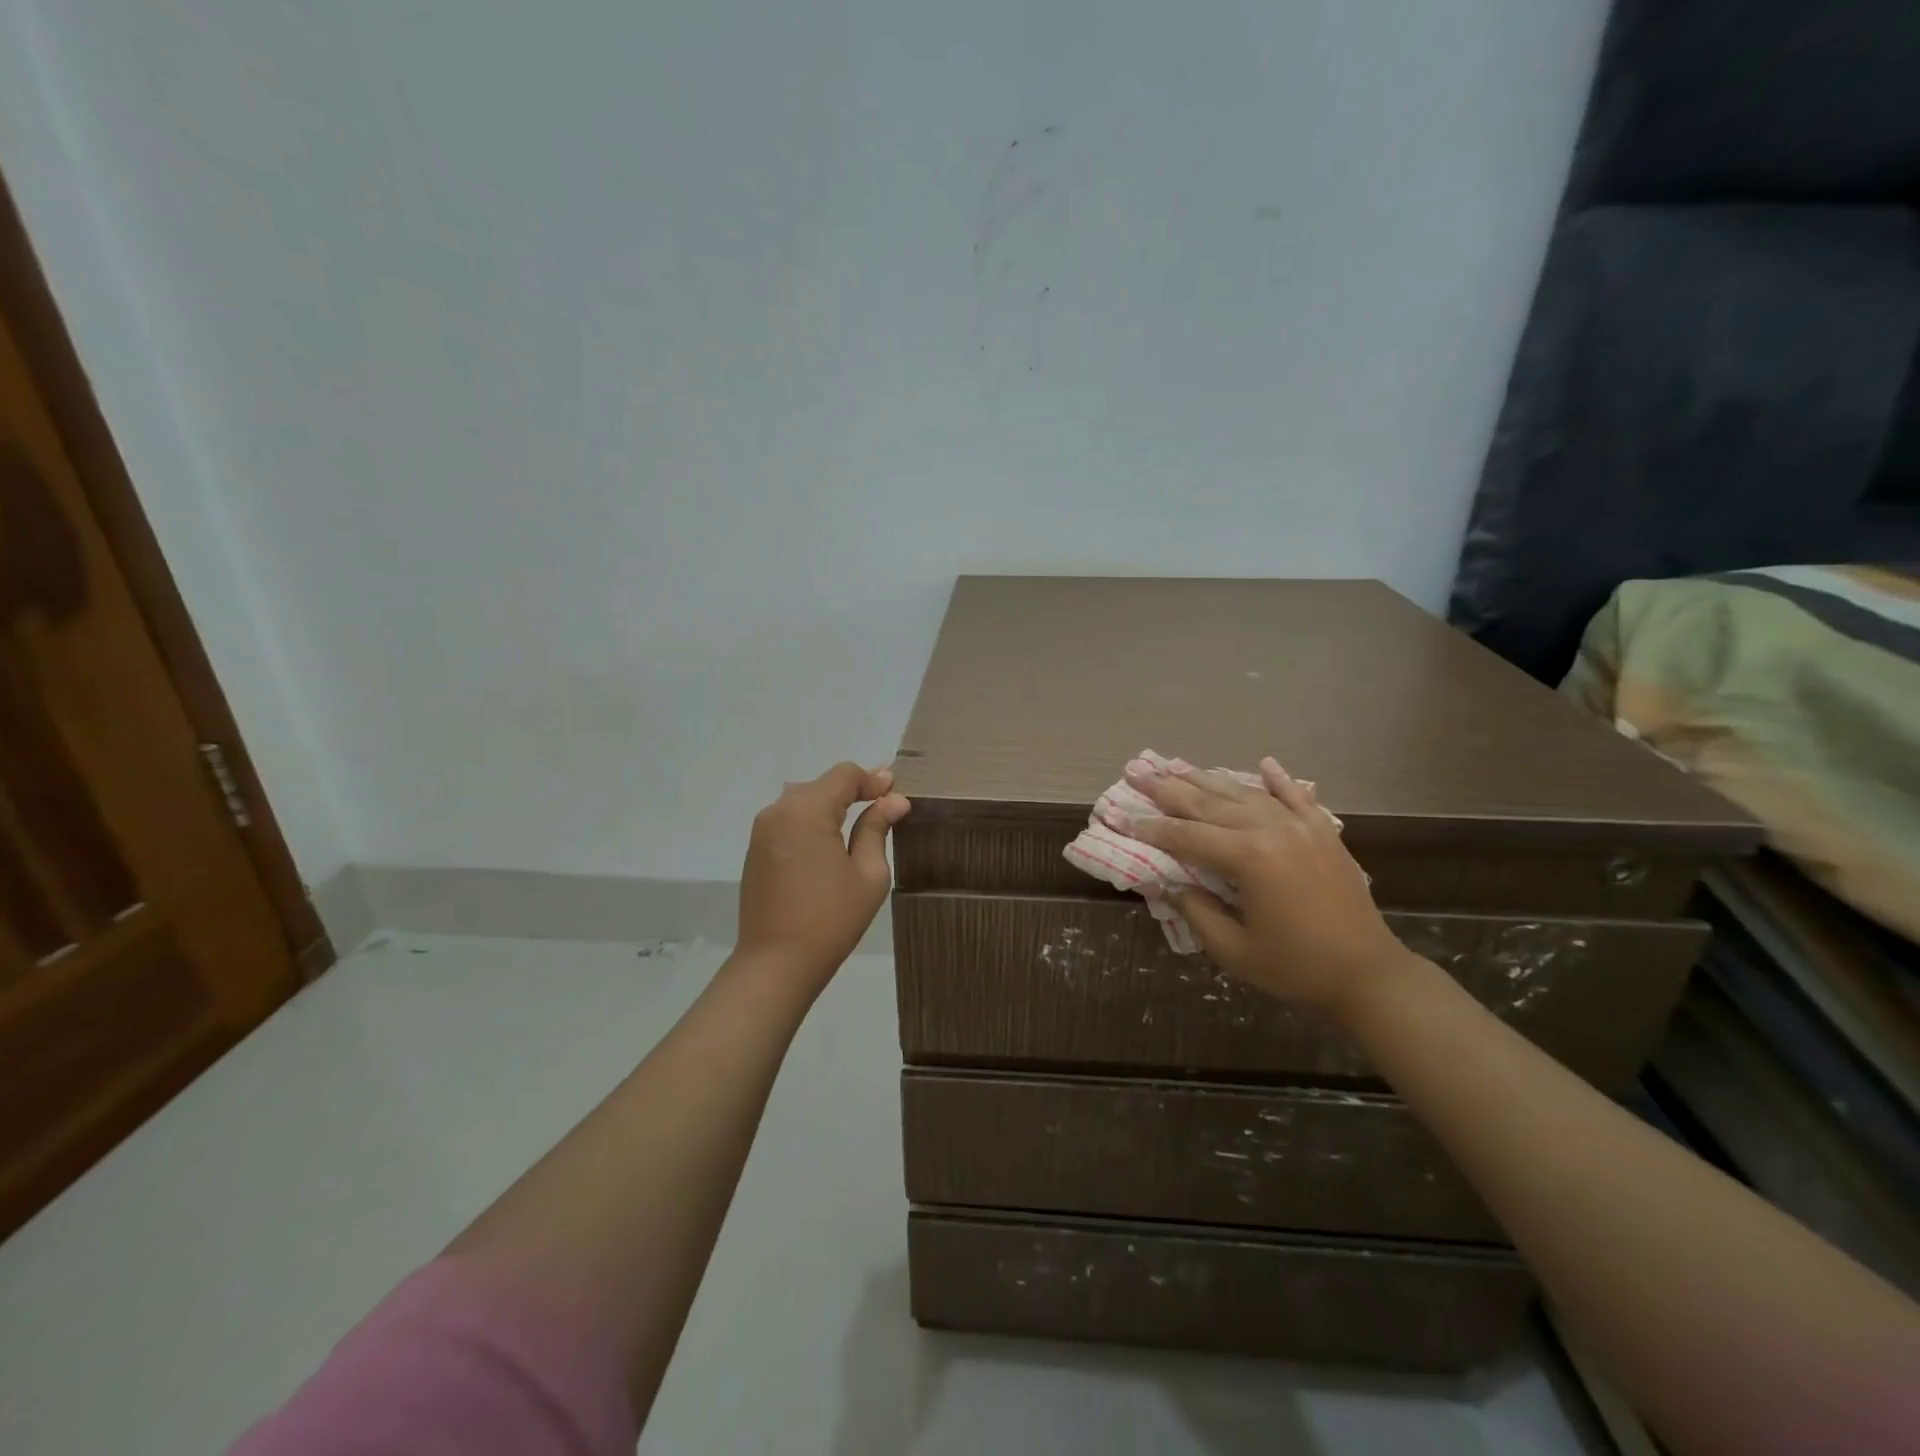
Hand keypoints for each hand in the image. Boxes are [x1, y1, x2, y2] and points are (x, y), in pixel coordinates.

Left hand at [736, 762, 910, 993]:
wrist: (776, 964)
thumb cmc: (831, 919)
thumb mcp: (868, 874)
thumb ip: (877, 828)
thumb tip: (894, 800)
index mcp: (807, 810)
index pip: (844, 774)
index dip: (873, 780)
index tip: (896, 793)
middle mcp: (779, 810)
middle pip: (822, 784)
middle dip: (854, 790)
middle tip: (885, 805)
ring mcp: (762, 830)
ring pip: (803, 800)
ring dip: (831, 805)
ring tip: (860, 823)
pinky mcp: (756, 850)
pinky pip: (789, 820)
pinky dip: (812, 821)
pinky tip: (830, 843)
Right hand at [1128, 757, 1412, 1019]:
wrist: (1368, 975)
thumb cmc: (1294, 967)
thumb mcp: (1232, 949)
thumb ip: (1195, 910)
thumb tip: (1166, 883)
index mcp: (1248, 858)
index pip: (1186, 837)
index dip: (1150, 829)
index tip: (1121, 817)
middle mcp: (1272, 829)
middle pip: (1209, 804)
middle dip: (1168, 790)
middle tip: (1137, 773)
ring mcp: (1301, 826)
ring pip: (1244, 794)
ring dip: (1208, 779)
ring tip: (1177, 765)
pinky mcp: (1324, 832)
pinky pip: (1296, 797)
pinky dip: (1277, 780)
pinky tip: (1263, 763)